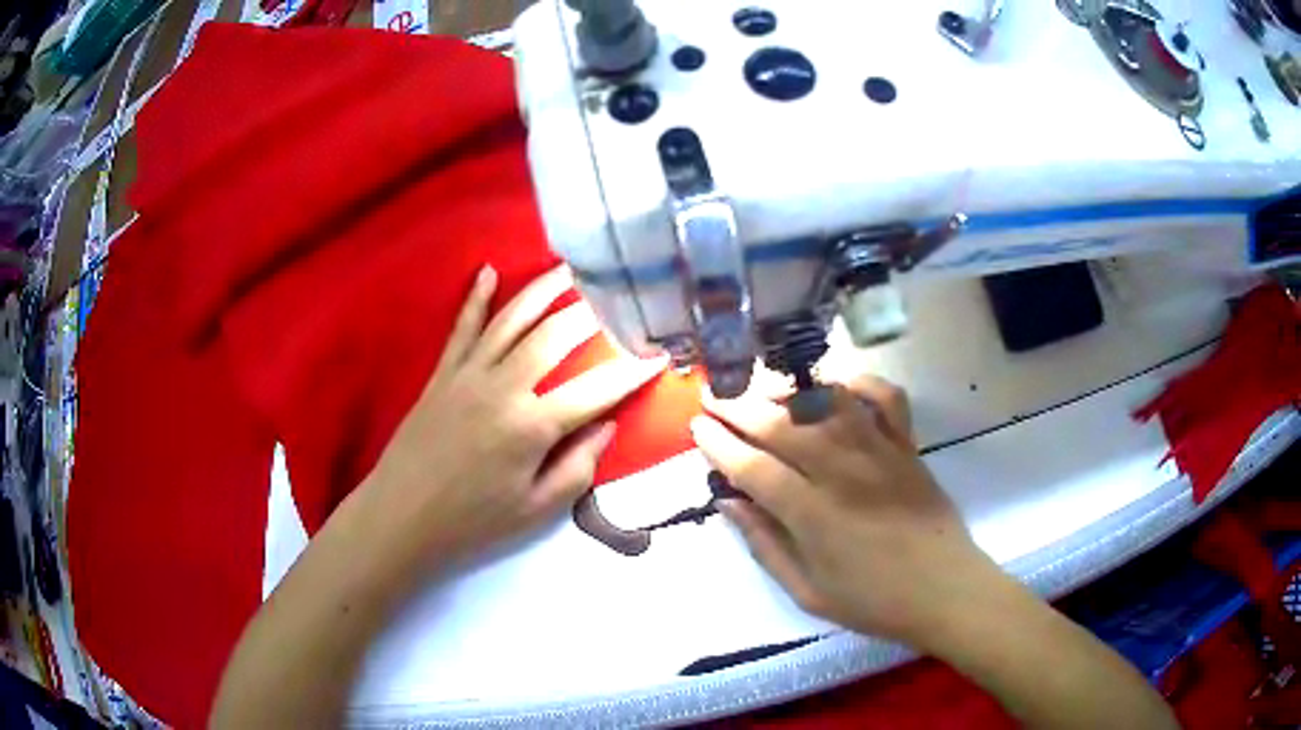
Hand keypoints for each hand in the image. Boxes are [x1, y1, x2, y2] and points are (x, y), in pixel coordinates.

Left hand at [362, 265, 664, 568]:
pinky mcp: (442, 372)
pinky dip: (476, 297)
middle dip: (593, 312)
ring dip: (544, 289)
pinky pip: (463, 327)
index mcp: (532, 426)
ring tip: (570, 268)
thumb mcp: (536, 510)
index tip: (661, 354)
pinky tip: (489, 270)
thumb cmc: (472, 522)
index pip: (597, 389)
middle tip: (619, 295)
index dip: (633, 371)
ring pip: (512, 318)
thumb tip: (607, 425)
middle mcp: (504, 387)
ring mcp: (469, 373)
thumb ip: (578, 467)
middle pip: (555, 335)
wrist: (401, 517)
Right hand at [691, 375, 997, 645]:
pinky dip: (861, 382)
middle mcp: (843, 472)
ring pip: (827, 402)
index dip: (720, 444)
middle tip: (714, 398)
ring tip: (763, 390)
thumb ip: (765, 546)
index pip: (753, 467)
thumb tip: (729, 504)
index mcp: (813, 515)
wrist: (943, 590)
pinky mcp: (907, 446)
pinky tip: (837, 386)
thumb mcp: (807, 592)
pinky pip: (885, 398)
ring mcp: (880, 452)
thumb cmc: (872, 601)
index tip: (697, 427)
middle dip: (739, 407)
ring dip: (789, 390)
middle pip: (781, 425)